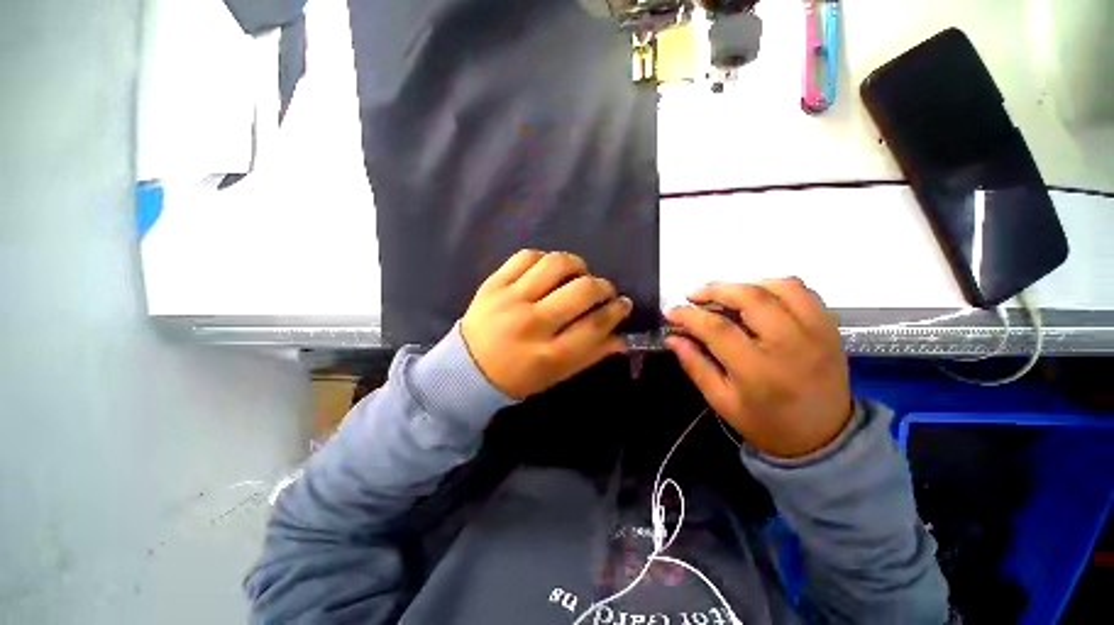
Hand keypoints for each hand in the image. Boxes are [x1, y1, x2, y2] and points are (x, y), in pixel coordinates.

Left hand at [461, 250, 631, 398]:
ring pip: (555, 265)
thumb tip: (622, 337)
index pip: (595, 324)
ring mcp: (510, 299)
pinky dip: (545, 258)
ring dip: (577, 265)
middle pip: (581, 290)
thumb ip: (591, 355)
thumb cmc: (518, 377)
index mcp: (549, 354)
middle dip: (602, 287)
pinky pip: (526, 256)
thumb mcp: (557, 375)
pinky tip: (548, 269)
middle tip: (603, 290)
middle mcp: (532, 324)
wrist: (466, 369)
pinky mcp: (493, 283)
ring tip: (578, 274)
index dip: (616, 311)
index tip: (623, 304)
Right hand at [664, 279, 851, 458]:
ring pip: (781, 287)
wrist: (824, 438)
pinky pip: (804, 292)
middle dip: (715, 290)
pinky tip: (757, 296)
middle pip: (751, 298)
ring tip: (724, 293)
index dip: (689, 316)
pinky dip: (776, 286)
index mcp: (759, 370)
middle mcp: (792, 345)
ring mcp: (817, 333)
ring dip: (746, 284)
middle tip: (693, 295)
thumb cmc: (766, 423)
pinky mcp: (830, 328)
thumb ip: (695, 365)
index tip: (671, 312)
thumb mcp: (721, 401)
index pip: (718, 329)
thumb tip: (672, 338)